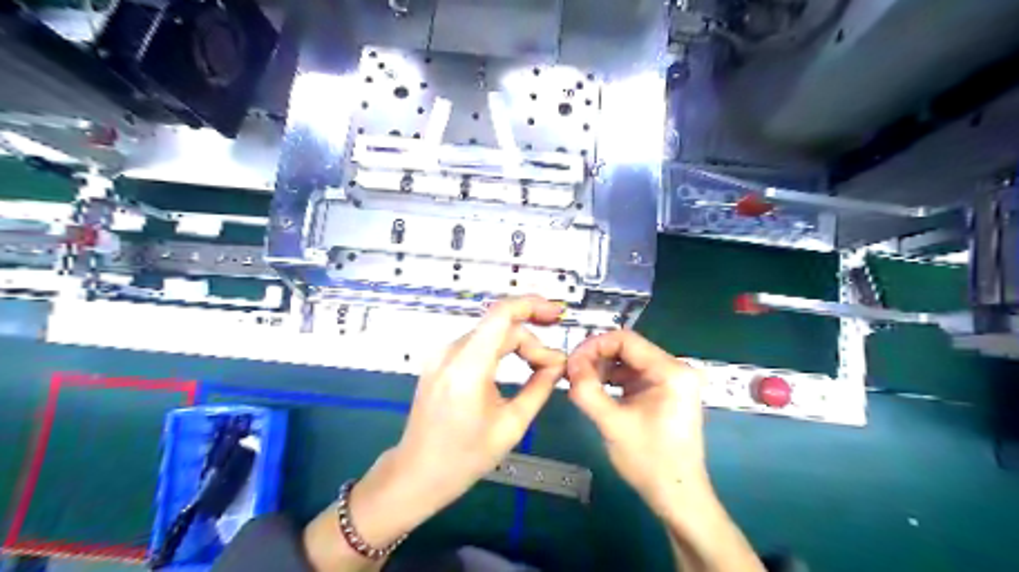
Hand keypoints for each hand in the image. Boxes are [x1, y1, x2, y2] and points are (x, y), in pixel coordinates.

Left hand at [341, 294, 565, 549]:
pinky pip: (477, 343)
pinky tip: (516, 363)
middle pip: (500, 327)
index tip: (558, 315)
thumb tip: (558, 364)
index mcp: (468, 367)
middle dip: (531, 340)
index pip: (502, 314)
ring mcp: (441, 354)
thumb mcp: (511, 425)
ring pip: (490, 333)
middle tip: (553, 366)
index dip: (533, 305)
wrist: (417, 472)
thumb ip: (539, 387)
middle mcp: (451, 352)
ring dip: (517, 344)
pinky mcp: (440, 361)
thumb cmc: (464, 457)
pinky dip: (500, 349)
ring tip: (539, 365)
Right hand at [565, 330, 709, 514]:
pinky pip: (634, 375)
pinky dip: (613, 380)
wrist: (677, 496)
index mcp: (671, 371)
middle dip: (596, 358)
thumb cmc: (649, 460)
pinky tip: (595, 390)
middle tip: (572, 374)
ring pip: (628, 361)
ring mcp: (671, 380)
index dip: (594, 346)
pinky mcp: (665, 391)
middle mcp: (675, 368)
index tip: (571, 362)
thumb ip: (587, 391)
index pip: (626, 340)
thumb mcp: (612, 424)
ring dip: (603, 368)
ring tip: (580, 383)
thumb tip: (568, 365)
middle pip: (627, 348)